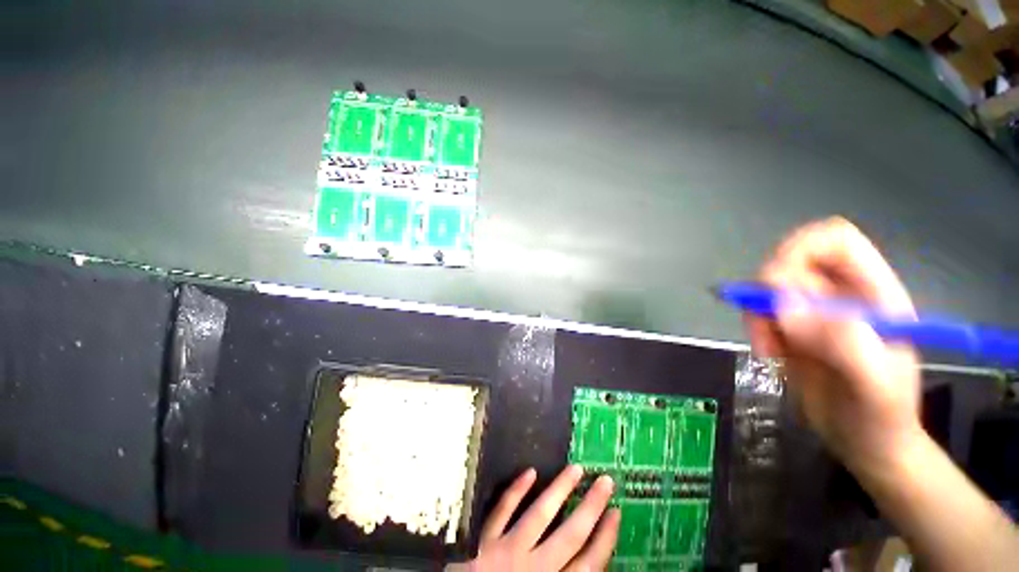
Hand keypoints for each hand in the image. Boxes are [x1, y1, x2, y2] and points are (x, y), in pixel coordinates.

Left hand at [448, 466, 619, 570]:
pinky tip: (530, 472)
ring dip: (559, 490)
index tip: (616, 512)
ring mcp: (507, 552)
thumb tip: (588, 563)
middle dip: (591, 507)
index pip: (589, 565)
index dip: (606, 539)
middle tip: (605, 480)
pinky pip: (501, 511)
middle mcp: (534, 570)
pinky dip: (516, 491)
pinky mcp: (484, 541)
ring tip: (576, 469)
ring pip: (539, 515)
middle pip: (570, 535)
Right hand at [745, 217, 923, 472]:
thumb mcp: (874, 385)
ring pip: (768, 289)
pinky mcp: (792, 329)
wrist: (867, 444)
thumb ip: (842, 342)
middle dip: (768, 292)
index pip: (834, 240)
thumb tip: (784, 307)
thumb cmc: (880, 418)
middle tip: (770, 328)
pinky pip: (760, 311)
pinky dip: (754, 327)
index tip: (777, 285)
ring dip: (756, 314)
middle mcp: (840, 294)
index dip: (800, 249)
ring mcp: (814, 312)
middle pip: (791, 263)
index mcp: (872, 293)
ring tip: (769, 349)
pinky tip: (769, 353)